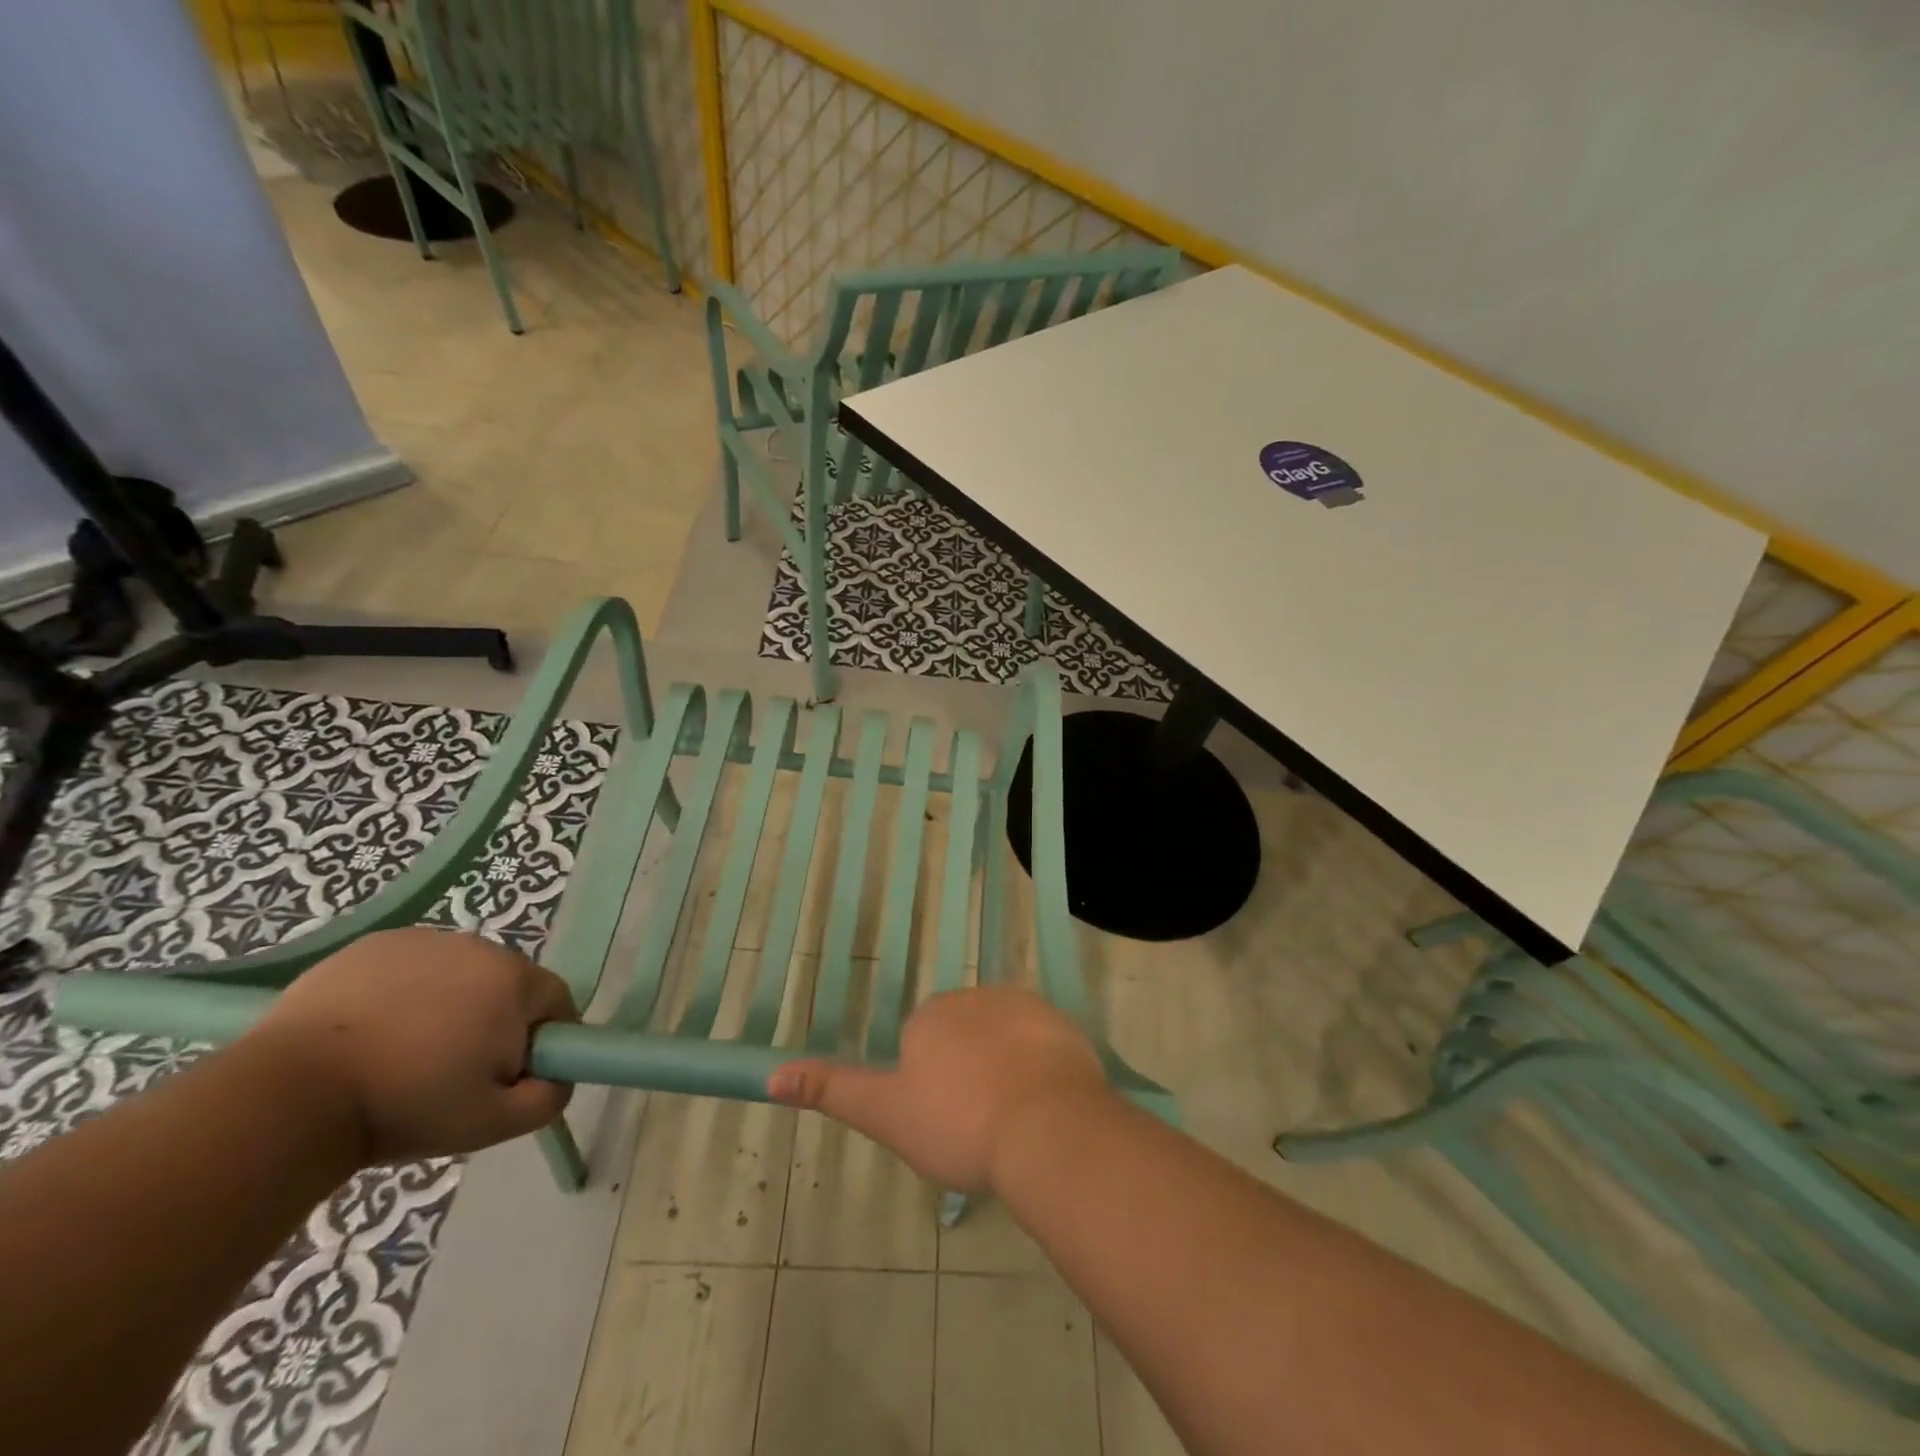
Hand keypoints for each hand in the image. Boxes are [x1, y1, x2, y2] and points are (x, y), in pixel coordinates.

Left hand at [251, 927, 577, 1163]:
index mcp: (515, 981)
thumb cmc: (404, 1106)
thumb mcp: (491, 1123)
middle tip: (453, 1071)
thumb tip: (560, 1078)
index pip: (555, 1003)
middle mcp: (480, 947)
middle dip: (493, 1022)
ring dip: (450, 1005)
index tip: (509, 1077)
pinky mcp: (374, 944)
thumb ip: (548, 1099)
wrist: (290, 1096)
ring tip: (405, 1052)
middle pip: (507, 985)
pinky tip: (372, 1031)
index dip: (541, 1041)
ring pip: (459, 975)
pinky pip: (412, 967)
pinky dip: (405, 992)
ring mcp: (424, 941)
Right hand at [767, 985, 1114, 1192]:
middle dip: (967, 1069)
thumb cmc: (958, 1124)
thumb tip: (772, 1074)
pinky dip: (1040, 1066)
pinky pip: (1042, 1042)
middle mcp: (973, 997)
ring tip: (1015, 1121)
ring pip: (1003, 1037)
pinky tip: (1045, 1105)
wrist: (1046, 1126)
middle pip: (963, 1035)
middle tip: (980, 1124)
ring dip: (1005, 1067)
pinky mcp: (1060, 1021)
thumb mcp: (886, 1114)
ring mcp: (1021, 1005)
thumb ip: (833, 1090)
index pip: (922, 1043)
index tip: (946, 1122)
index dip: (931, 1086)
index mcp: (930, 1017)